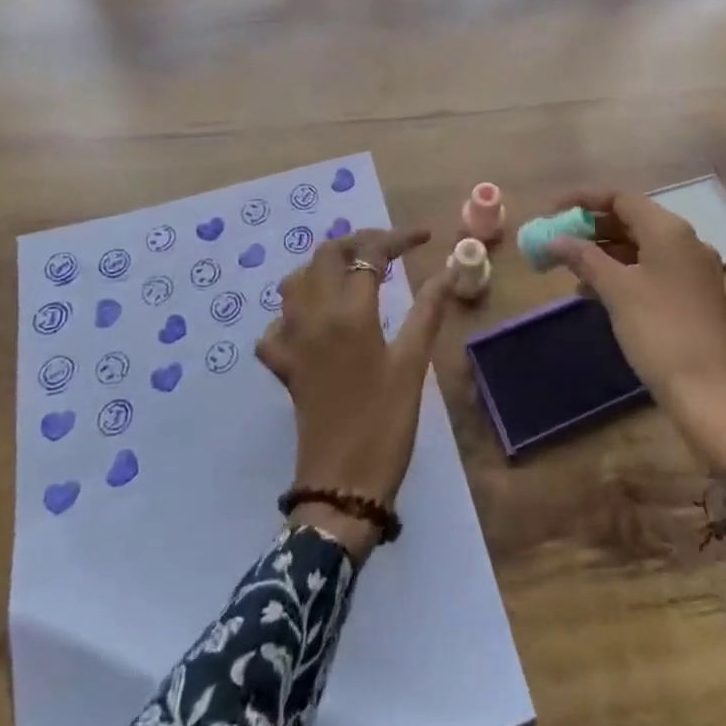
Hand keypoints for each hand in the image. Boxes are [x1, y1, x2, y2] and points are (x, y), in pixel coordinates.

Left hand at [256, 227, 450, 560]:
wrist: (342, 486)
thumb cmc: (385, 423)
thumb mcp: (413, 364)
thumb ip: (428, 310)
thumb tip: (449, 270)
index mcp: (349, 312)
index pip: (370, 253)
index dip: (398, 238)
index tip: (424, 238)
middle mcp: (314, 316)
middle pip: (326, 255)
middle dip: (358, 242)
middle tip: (389, 250)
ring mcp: (292, 340)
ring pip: (295, 281)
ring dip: (322, 268)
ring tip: (353, 274)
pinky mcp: (283, 366)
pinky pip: (276, 326)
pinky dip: (294, 313)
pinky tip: (316, 322)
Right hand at [546, 189, 725, 504]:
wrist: (711, 395)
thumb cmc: (660, 333)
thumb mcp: (616, 291)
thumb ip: (584, 258)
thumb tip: (555, 239)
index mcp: (670, 230)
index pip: (620, 198)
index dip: (583, 200)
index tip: (552, 211)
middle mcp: (686, 242)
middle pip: (631, 220)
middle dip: (591, 228)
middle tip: (558, 240)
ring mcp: (693, 270)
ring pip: (640, 247)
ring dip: (604, 253)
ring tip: (570, 270)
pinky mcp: (693, 296)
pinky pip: (651, 270)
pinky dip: (622, 273)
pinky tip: (595, 293)